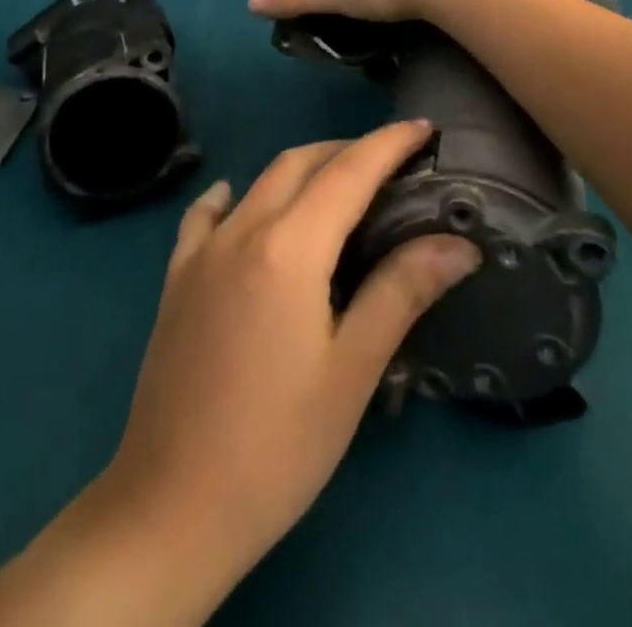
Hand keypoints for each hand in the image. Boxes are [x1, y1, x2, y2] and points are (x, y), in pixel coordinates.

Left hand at [99, 120, 482, 593]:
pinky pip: (207, 214)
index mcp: (288, 247)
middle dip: (349, 150)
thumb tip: (458, 243)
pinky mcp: (177, 276)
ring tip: (339, 184)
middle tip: (392, 163)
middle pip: (301, 163)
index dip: (388, 144)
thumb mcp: (352, 371)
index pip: (348, 172)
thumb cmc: (278, 444)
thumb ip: (401, 292)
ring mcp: (202, 250)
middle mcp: (242, 229)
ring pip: (260, 181)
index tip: (423, 127)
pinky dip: (236, 196)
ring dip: (303, 168)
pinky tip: (243, 203)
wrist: (173, 504)